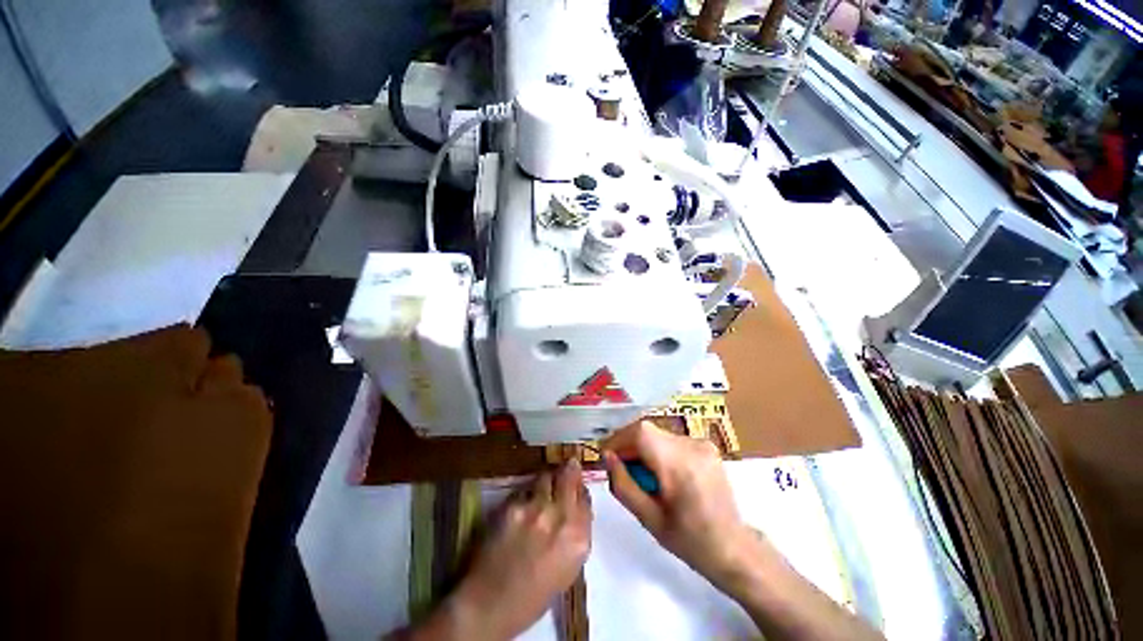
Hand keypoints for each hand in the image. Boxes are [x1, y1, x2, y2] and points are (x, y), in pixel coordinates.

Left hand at [414, 461, 591, 640]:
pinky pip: (524, 490)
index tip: (577, 487)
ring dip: (547, 480)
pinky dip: (525, 493)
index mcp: (579, 540)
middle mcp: (561, 519)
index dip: (580, 490)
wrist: (490, 606)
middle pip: (569, 478)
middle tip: (568, 464)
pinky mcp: (513, 506)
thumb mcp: (567, 570)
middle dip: (570, 469)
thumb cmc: (532, 597)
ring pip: (546, 477)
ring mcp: (536, 510)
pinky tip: (521, 505)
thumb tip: (575, 510)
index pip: (586, 500)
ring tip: (543, 485)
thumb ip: (575, 536)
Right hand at [603, 421, 750, 588]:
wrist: (735, 548)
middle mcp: (692, 446)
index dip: (619, 439)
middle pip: (648, 430)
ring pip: (658, 434)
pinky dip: (659, 450)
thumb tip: (606, 456)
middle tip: (622, 468)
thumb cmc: (689, 541)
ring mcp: (702, 443)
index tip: (607, 457)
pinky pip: (672, 439)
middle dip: (629, 445)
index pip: (640, 432)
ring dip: (643, 448)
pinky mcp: (706, 445)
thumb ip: (623, 485)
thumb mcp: (649, 519)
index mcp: (679, 465)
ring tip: (643, 475)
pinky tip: (663, 473)